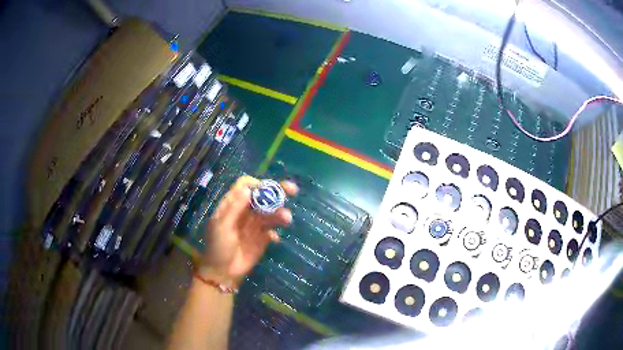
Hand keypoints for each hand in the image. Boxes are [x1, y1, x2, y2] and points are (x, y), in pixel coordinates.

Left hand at [199, 175, 297, 283]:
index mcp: (232, 205)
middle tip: (292, 190)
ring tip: (286, 219)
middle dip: (277, 191)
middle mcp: (245, 211)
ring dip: (279, 213)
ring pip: (270, 212)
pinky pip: (273, 230)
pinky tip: (274, 239)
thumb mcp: (222, 226)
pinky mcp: (263, 238)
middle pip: (262, 196)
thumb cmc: (218, 247)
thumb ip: (234, 208)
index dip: (257, 184)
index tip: (267, 189)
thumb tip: (248, 189)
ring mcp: (255, 225)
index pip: (245, 186)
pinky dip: (275, 232)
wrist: (223, 272)